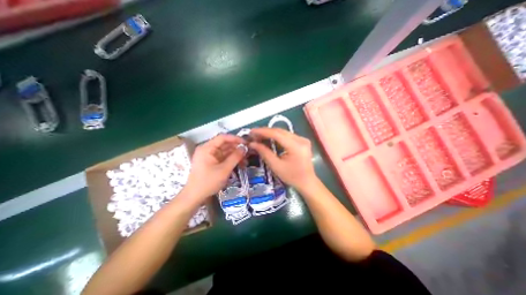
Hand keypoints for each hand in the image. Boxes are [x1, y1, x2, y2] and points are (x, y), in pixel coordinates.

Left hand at [185, 135, 244, 201]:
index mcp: (207, 148)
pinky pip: (223, 158)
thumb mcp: (224, 170)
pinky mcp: (212, 163)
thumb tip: (244, 148)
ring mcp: (210, 156)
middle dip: (237, 149)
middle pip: (225, 145)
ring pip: (225, 152)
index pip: (223, 137)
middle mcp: (208, 150)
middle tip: (248, 153)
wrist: (194, 196)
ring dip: (235, 156)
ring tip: (246, 161)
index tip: (246, 143)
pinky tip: (240, 165)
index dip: (235, 139)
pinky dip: (231, 161)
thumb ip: (235, 157)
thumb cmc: (208, 182)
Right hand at [248, 128, 313, 189]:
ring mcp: (303, 139)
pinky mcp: (303, 141)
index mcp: (296, 146)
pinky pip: (287, 135)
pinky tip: (269, 138)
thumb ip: (264, 153)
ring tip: (259, 136)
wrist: (307, 182)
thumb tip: (252, 143)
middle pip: (280, 131)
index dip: (263, 131)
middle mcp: (301, 139)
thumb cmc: (291, 177)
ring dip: (271, 133)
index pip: (277, 134)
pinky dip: (277, 136)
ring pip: (283, 132)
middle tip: (254, 134)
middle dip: (266, 131)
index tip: (252, 131)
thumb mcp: (276, 166)